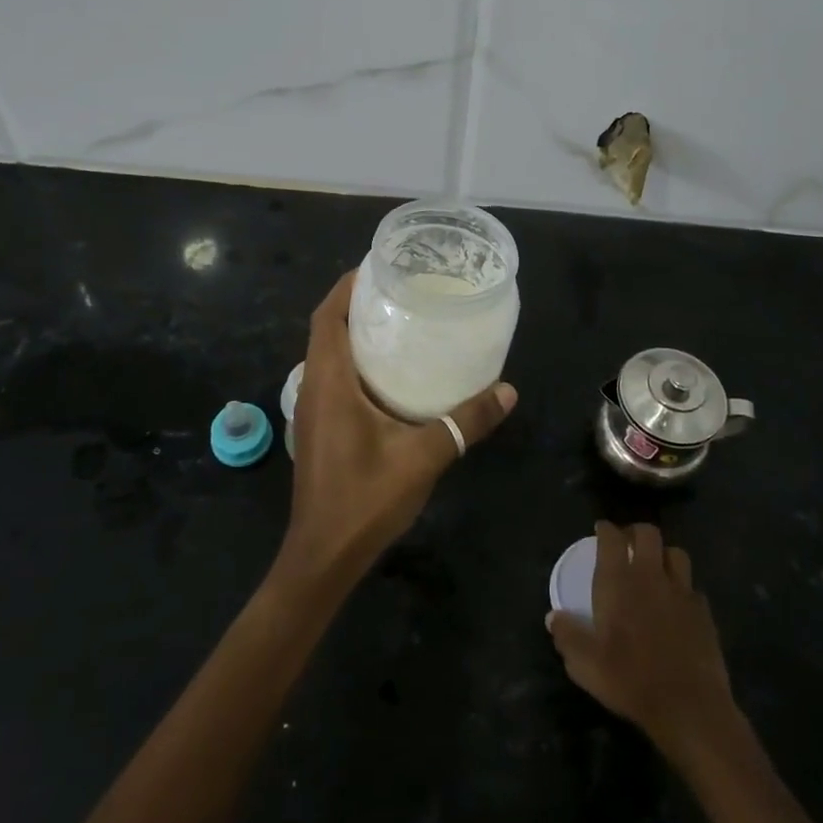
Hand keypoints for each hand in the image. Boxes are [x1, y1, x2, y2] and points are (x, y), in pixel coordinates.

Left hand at [282, 270, 516, 587]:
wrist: (323, 556)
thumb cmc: (364, 500)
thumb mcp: (422, 457)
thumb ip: (464, 422)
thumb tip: (508, 390)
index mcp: (328, 381)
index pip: (328, 315)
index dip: (348, 285)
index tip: (382, 266)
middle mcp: (314, 387)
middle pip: (328, 328)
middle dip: (359, 303)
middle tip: (404, 290)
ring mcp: (313, 410)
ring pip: (330, 354)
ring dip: (357, 333)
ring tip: (403, 321)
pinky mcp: (320, 427)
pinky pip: (335, 377)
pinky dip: (358, 362)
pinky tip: (394, 373)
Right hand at [547, 521, 736, 750]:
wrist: (688, 707)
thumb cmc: (630, 679)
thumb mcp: (585, 664)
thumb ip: (567, 636)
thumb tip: (553, 617)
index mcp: (619, 582)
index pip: (612, 538)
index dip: (606, 529)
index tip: (600, 530)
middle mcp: (651, 576)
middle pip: (648, 533)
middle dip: (636, 532)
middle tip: (628, 544)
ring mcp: (681, 592)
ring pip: (676, 553)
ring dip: (663, 555)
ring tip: (655, 568)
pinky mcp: (704, 612)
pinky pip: (692, 587)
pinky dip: (682, 588)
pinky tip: (677, 603)